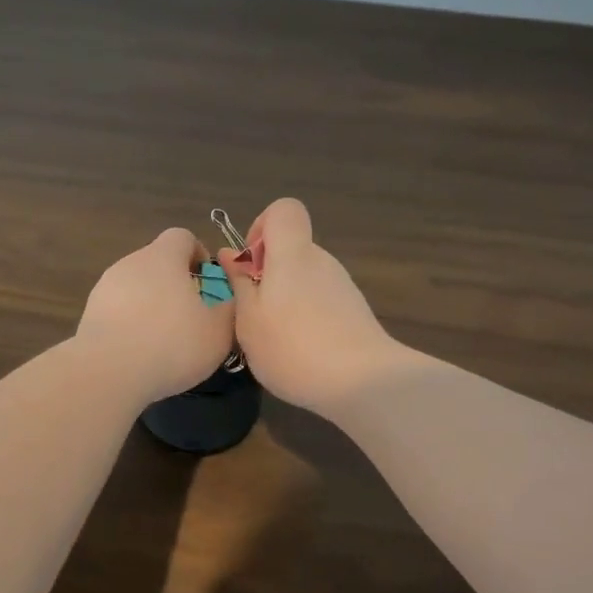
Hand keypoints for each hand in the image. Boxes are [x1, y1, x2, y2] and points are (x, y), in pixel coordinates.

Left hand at [76, 228, 237, 404]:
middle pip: (158, 263)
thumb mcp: (219, 331)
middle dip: (176, 285)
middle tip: (191, 318)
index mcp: (163, 257)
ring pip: (136, 288)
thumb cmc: (172, 344)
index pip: (182, 237)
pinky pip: (118, 312)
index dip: (198, 255)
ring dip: (151, 306)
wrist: (108, 373)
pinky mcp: (90, 314)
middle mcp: (131, 263)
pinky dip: (131, 325)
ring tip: (164, 341)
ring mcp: (105, 288)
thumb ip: (230, 308)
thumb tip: (229, 298)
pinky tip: (139, 353)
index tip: (208, 285)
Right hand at [219, 199, 401, 413]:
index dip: (261, 228)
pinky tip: (301, 354)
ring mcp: (342, 287)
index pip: (283, 210)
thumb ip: (239, 282)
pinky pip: (320, 302)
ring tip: (275, 341)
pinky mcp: (354, 312)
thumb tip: (230, 253)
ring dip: (284, 300)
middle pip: (291, 250)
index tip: (249, 265)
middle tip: (252, 315)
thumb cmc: (293, 347)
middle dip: (267, 274)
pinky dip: (306, 318)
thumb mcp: (249, 319)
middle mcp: (321, 261)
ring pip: (304, 279)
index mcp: (293, 254)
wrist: (362, 382)